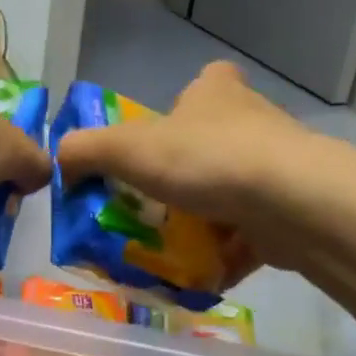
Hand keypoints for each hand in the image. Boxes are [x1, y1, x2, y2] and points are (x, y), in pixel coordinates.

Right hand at [55, 62, 333, 271]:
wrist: (294, 204)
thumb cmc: (205, 160)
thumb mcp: (125, 149)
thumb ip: (84, 151)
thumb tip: (61, 162)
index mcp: (215, 93)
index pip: (205, 82)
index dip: (183, 103)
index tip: (164, 133)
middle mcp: (253, 122)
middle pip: (214, 141)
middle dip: (185, 172)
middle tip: (150, 203)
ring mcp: (279, 167)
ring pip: (232, 190)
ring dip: (204, 218)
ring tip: (168, 246)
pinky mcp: (294, 211)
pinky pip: (250, 233)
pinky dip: (225, 253)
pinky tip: (199, 274)